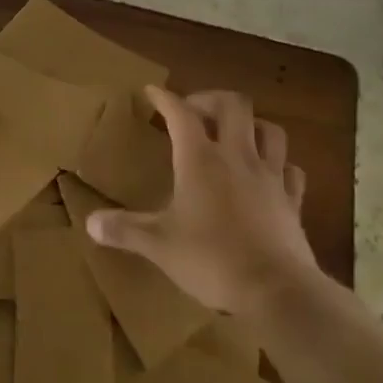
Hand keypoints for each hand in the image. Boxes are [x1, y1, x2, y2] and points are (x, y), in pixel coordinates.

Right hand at [85, 87, 315, 315]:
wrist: (277, 291)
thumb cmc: (212, 259)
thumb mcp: (159, 245)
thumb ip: (125, 230)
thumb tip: (90, 223)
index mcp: (200, 161)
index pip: (181, 114)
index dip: (165, 98)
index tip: (152, 92)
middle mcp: (237, 158)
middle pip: (233, 106)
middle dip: (211, 100)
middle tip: (194, 111)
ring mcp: (270, 177)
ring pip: (270, 130)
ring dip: (250, 124)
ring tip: (234, 134)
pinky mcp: (292, 201)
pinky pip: (290, 170)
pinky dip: (278, 164)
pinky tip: (269, 174)